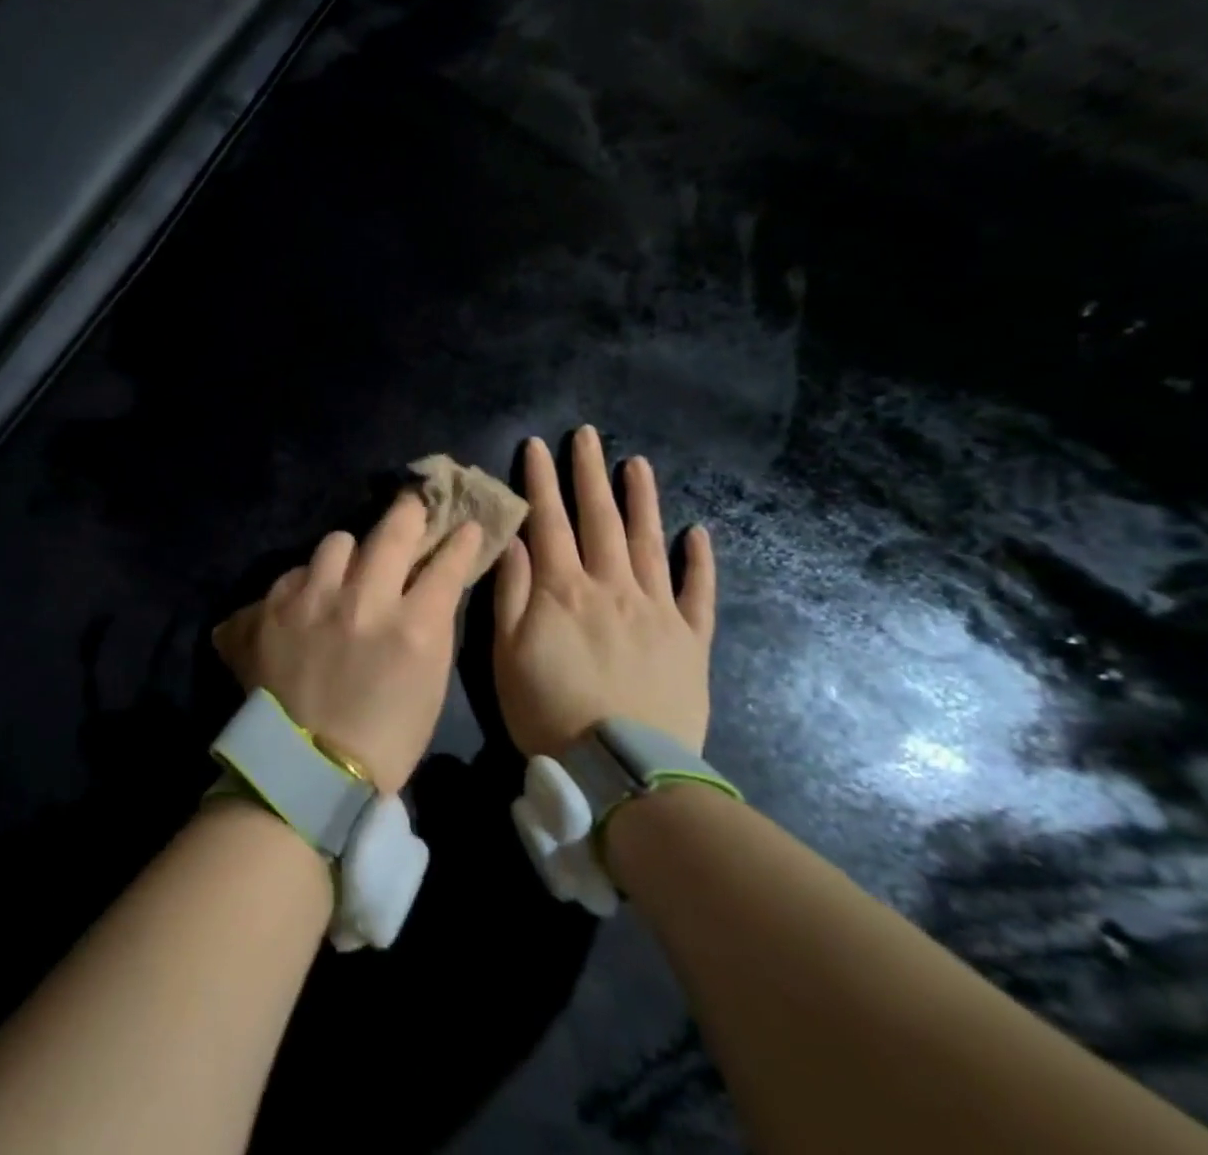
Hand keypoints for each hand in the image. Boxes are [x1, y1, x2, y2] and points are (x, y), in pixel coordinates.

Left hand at [214, 495, 483, 791]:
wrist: (308, 772)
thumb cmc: (384, 738)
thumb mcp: (428, 683)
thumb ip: (429, 625)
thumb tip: (428, 586)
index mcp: (413, 627)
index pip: (446, 564)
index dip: (460, 541)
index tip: (465, 527)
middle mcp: (364, 600)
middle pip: (392, 530)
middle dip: (409, 513)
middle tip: (412, 506)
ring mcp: (314, 600)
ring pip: (337, 541)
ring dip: (349, 553)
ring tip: (347, 570)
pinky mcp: (272, 609)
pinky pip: (295, 572)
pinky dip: (308, 582)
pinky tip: (308, 601)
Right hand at [493, 429, 716, 756]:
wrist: (623, 772)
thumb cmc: (549, 709)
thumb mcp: (507, 653)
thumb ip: (511, 591)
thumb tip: (513, 538)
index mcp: (564, 589)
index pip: (549, 521)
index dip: (541, 480)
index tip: (537, 444)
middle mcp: (612, 586)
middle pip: (600, 519)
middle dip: (590, 473)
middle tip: (588, 434)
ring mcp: (657, 610)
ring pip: (649, 542)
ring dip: (642, 500)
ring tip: (638, 463)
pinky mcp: (691, 639)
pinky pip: (698, 592)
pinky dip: (699, 560)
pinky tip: (699, 532)